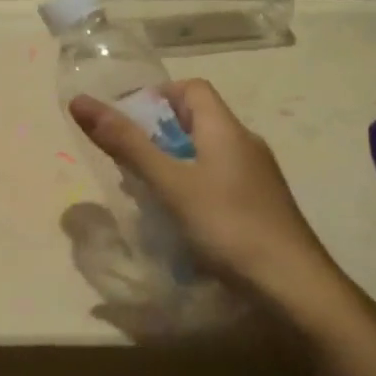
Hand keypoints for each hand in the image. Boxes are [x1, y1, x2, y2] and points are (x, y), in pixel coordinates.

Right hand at [69, 79, 335, 303]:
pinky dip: (191, 187)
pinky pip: (218, 180)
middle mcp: (245, 144)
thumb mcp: (170, 183)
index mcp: (226, 129)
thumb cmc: (228, 226)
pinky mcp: (261, 205)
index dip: (156, 96)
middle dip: (157, 134)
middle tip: (126, 161)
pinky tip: (178, 218)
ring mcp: (257, 176)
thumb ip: (126, 144)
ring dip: (172, 163)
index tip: (126, 123)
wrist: (294, 285)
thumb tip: (80, 101)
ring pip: (206, 153)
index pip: (191, 89)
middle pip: (197, 120)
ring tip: (143, 191)